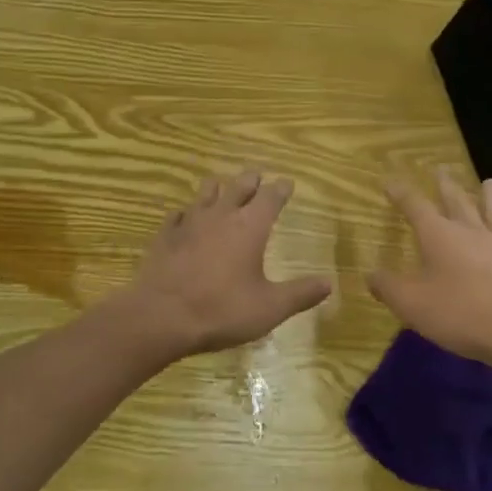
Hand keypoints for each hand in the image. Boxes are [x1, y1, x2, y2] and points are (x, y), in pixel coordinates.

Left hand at [125, 172, 332, 358]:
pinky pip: (178, 215)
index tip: (287, 182)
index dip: (280, 189)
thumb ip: (300, 294)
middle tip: (257, 174)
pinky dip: (186, 212)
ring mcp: (189, 222)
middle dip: (251, 179)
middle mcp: (221, 215)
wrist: (162, 315)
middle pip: (238, 187)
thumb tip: (329, 282)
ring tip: (221, 185)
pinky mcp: (165, 235)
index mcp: (250, 227)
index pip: (270, 198)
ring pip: (206, 193)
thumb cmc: (222, 310)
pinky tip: (184, 216)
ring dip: (217, 187)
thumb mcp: (269, 307)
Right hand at [369, 169, 491, 366]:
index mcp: (439, 236)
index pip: (415, 206)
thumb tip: (370, 274)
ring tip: (489, 182)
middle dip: (445, 186)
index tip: (389, 180)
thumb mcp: (410, 303)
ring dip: (490, 198)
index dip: (400, 193)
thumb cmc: (458, 314)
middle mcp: (471, 233)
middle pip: (457, 202)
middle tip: (441, 168)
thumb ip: (387, 286)